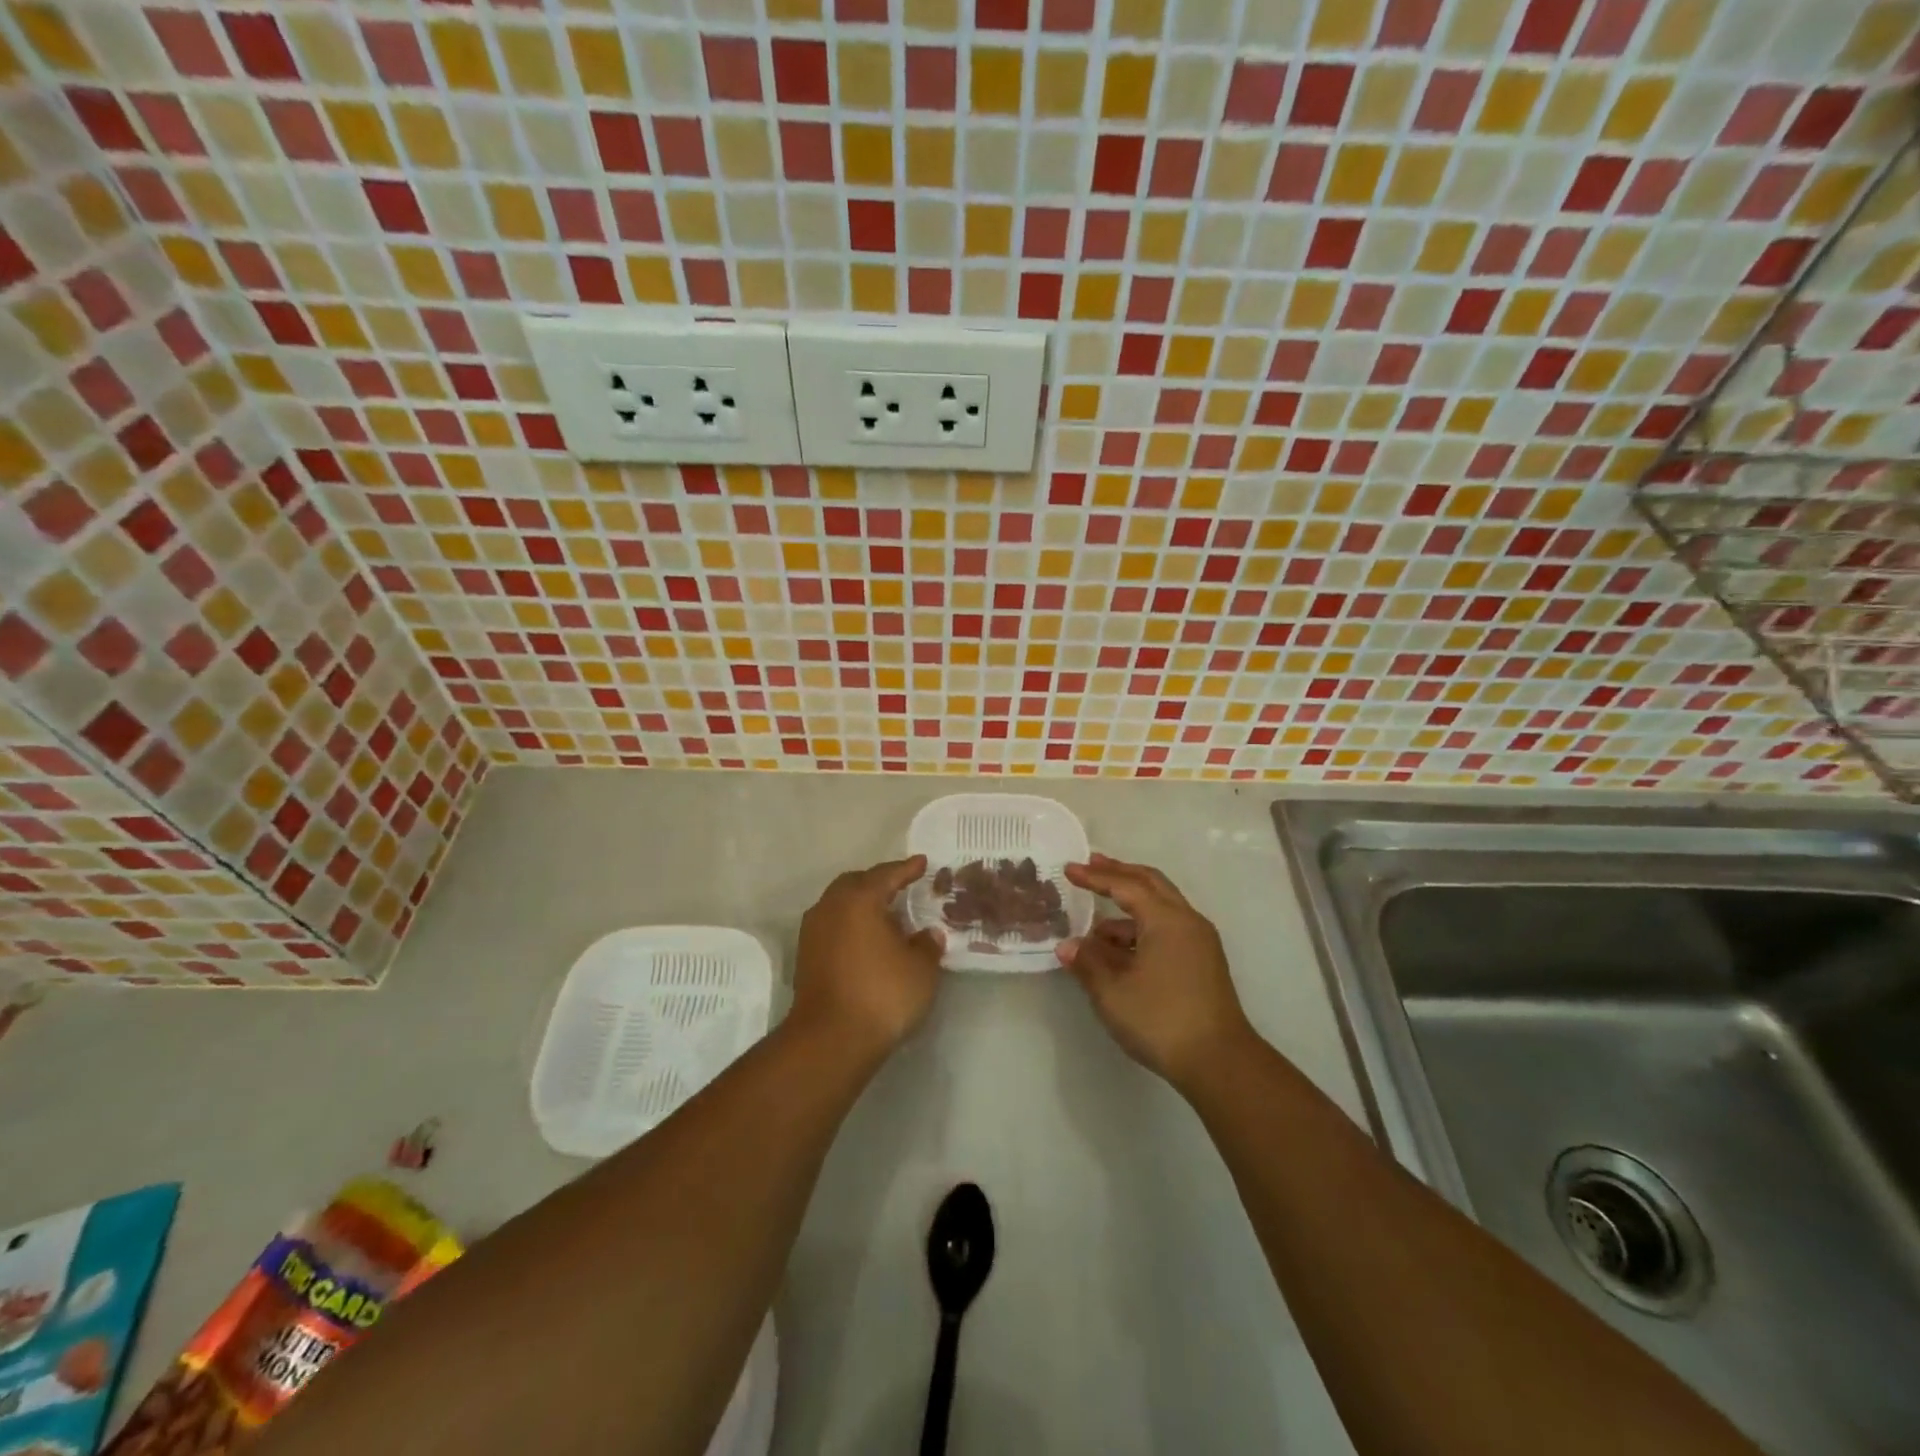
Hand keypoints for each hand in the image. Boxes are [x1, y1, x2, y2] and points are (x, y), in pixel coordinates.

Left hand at [792, 856, 943, 1062]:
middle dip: (878, 882)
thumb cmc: (882, 994)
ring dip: (861, 905)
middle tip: (901, 887)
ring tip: (886, 917)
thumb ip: (927, 945)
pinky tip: (867, 941)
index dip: (907, 869)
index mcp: (860, 899)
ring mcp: (813, 932)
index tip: (922, 863)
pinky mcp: (805, 957)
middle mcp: (831, 907)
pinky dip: (850, 925)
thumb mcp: (921, 969)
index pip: (887, 874)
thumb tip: (927, 934)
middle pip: (856, 883)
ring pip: (839, 905)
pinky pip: (832, 926)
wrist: (830, 1040)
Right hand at [1058, 854, 1251, 1091]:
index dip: (1095, 877)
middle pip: (1150, 883)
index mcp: (1166, 919)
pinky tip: (1119, 952)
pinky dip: (1141, 930)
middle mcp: (1187, 921)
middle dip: (1119, 873)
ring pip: (1160, 908)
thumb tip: (1068, 946)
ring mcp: (1199, 941)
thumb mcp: (1113, 992)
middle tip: (1090, 865)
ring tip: (1094, 929)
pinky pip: (1167, 929)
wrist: (1220, 1063)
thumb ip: (1087, 963)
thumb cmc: (1161, 1020)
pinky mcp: (1203, 962)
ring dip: (1128, 909)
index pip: (1126, 885)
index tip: (1069, 869)